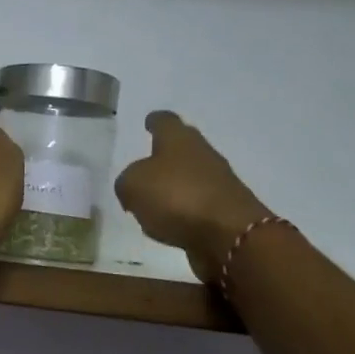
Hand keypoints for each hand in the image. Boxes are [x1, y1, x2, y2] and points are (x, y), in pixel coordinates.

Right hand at [115, 112, 273, 282]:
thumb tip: (132, 187)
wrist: (227, 232)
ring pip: (188, 177)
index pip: (165, 121)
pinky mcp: (223, 210)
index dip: (155, 121)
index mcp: (178, 139)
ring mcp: (216, 182)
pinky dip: (181, 210)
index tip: (148, 121)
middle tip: (144, 166)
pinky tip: (168, 223)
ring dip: (172, 185)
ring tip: (150, 201)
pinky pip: (195, 204)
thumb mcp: (133, 185)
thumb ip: (126, 182)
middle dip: (163, 155)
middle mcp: (201, 153)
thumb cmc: (176, 197)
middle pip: (181, 148)